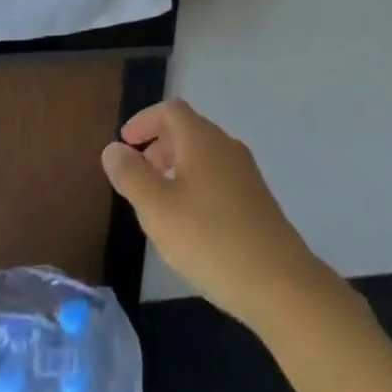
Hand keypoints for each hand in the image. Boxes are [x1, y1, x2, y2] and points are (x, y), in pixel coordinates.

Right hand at [101, 99, 330, 331]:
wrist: (278, 281)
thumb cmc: (210, 239)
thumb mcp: (158, 210)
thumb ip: (132, 176)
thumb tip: (113, 148)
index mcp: (202, 139)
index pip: (170, 110)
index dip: (144, 121)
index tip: (124, 144)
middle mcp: (226, 145)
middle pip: (188, 130)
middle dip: (158, 145)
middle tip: (136, 174)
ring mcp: (245, 172)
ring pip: (203, 155)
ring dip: (176, 167)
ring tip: (157, 202)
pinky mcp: (255, 199)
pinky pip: (217, 176)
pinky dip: (194, 184)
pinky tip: (189, 223)